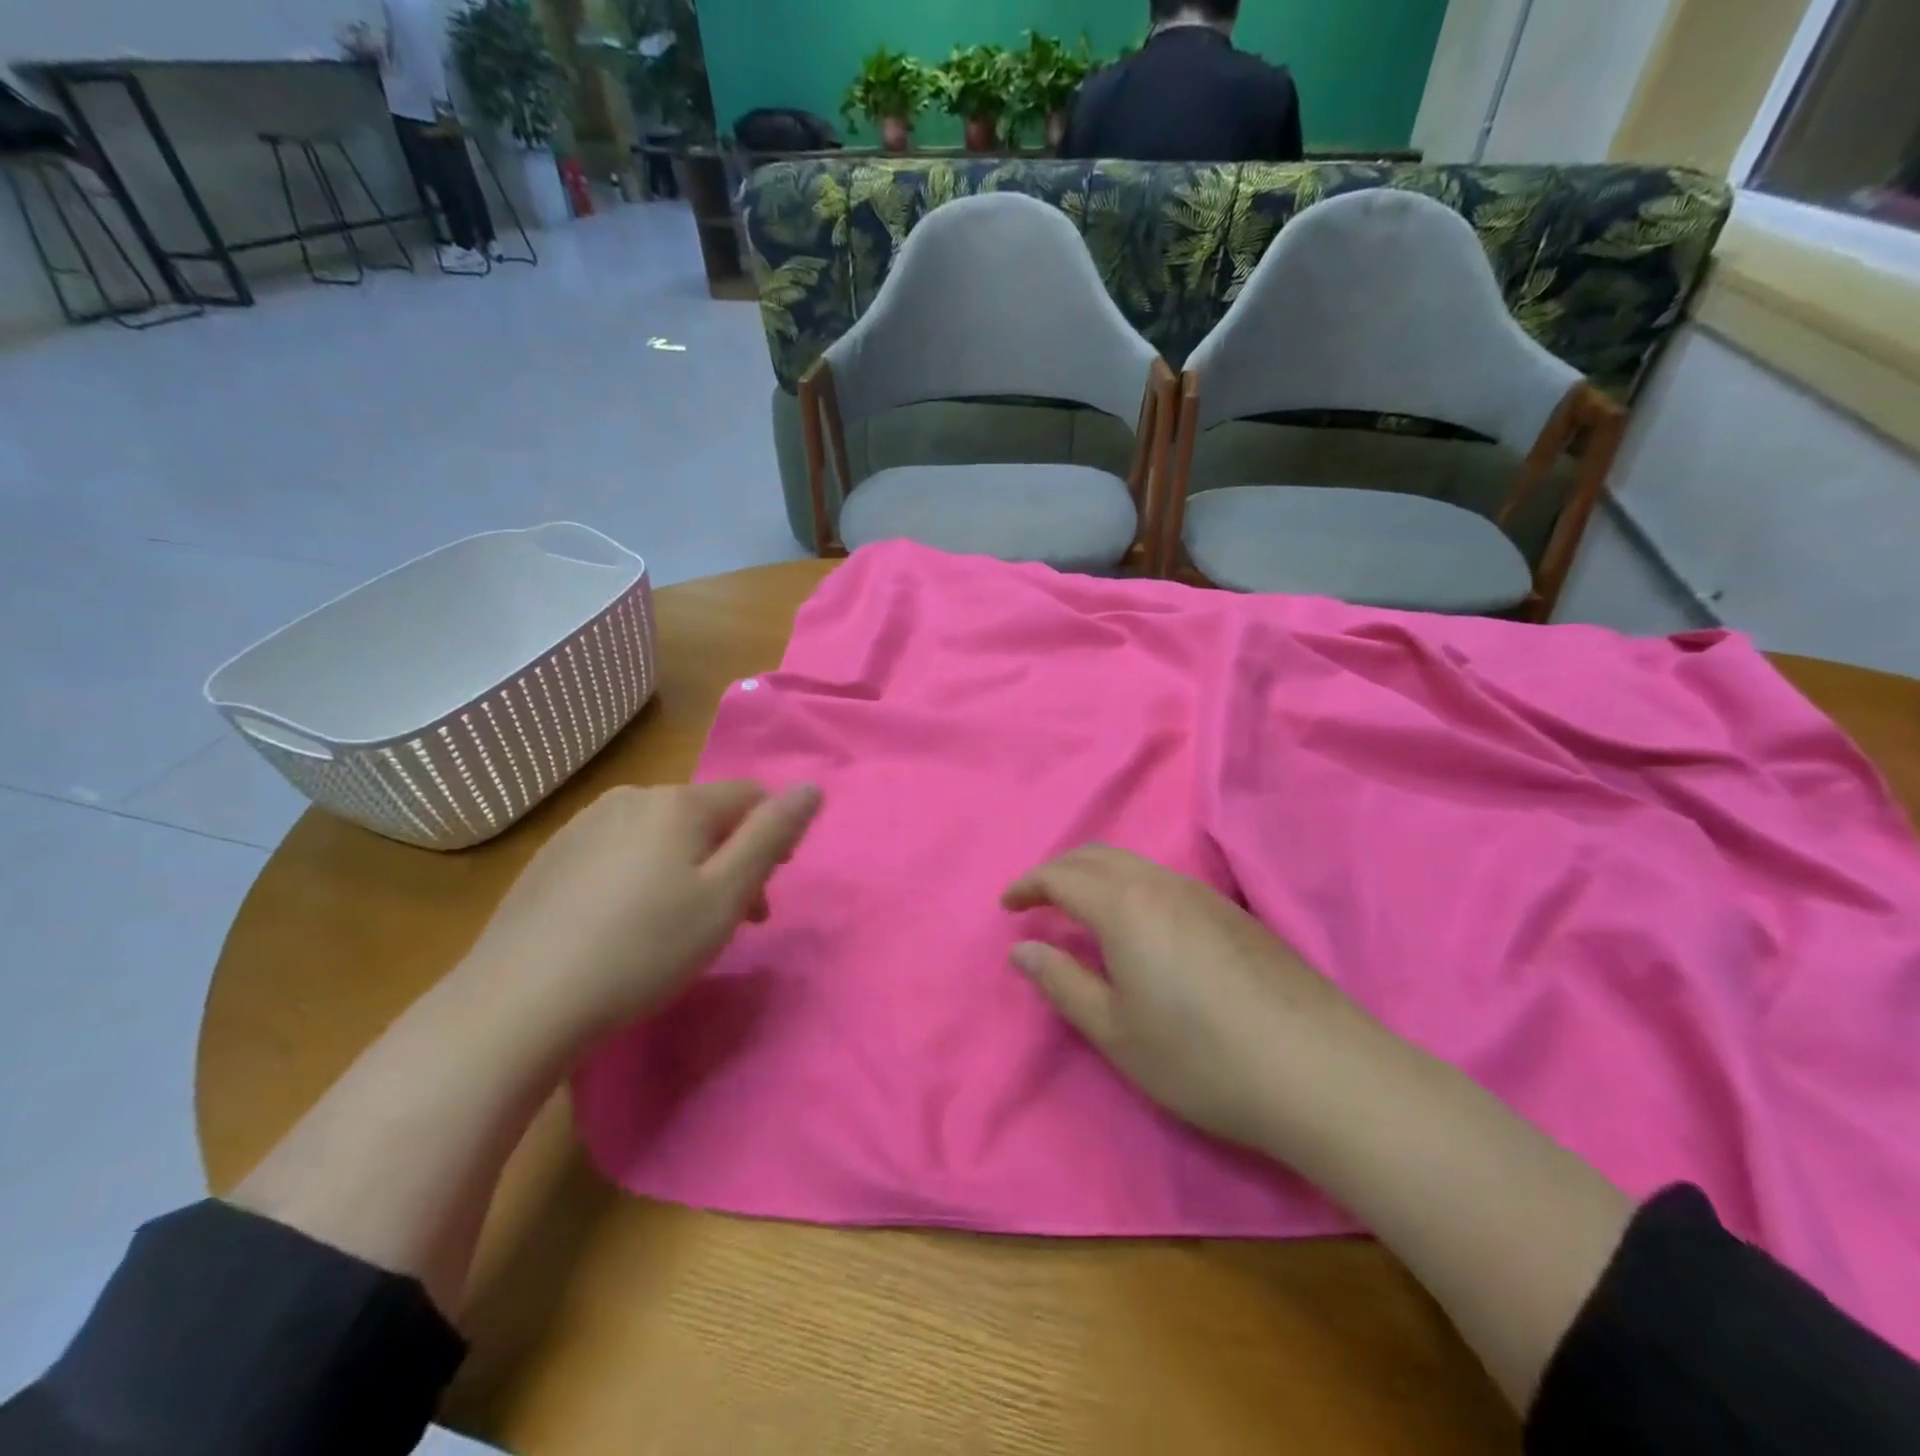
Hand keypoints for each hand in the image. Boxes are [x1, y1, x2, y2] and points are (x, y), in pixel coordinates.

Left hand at [467, 781, 821, 1038]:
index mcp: (678, 803)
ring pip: (661, 835)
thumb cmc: (643, 949)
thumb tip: (811, 787)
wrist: (517, 1004)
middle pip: (705, 816)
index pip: (749, 796)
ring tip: (681, 926)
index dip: (772, 835)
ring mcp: (584, 825)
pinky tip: (626, 925)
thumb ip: (772, 836)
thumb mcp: (725, 895)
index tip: (770, 888)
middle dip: (730, 858)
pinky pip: (620, 852)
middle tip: (735, 919)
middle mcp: (631, 798)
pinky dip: (643, 877)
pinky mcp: (552, 857)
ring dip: (688, 868)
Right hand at [1003, 846, 1379, 1153]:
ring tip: (1080, 912)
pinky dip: (1130, 887)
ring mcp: (1204, 894)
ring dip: (1096, 876)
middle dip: (1059, 871)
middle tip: (1037, 902)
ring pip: (1134, 864)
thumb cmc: (1201, 1057)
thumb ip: (1062, 983)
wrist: (1319, 1072)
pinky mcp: (1235, 912)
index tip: (1007, 905)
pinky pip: (1164, 880)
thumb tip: (1022, 950)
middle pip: (1098, 856)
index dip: (1028, 886)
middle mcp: (1162, 884)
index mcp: (1126, 905)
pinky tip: (1139, 927)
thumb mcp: (1116, 1032)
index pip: (1062, 876)